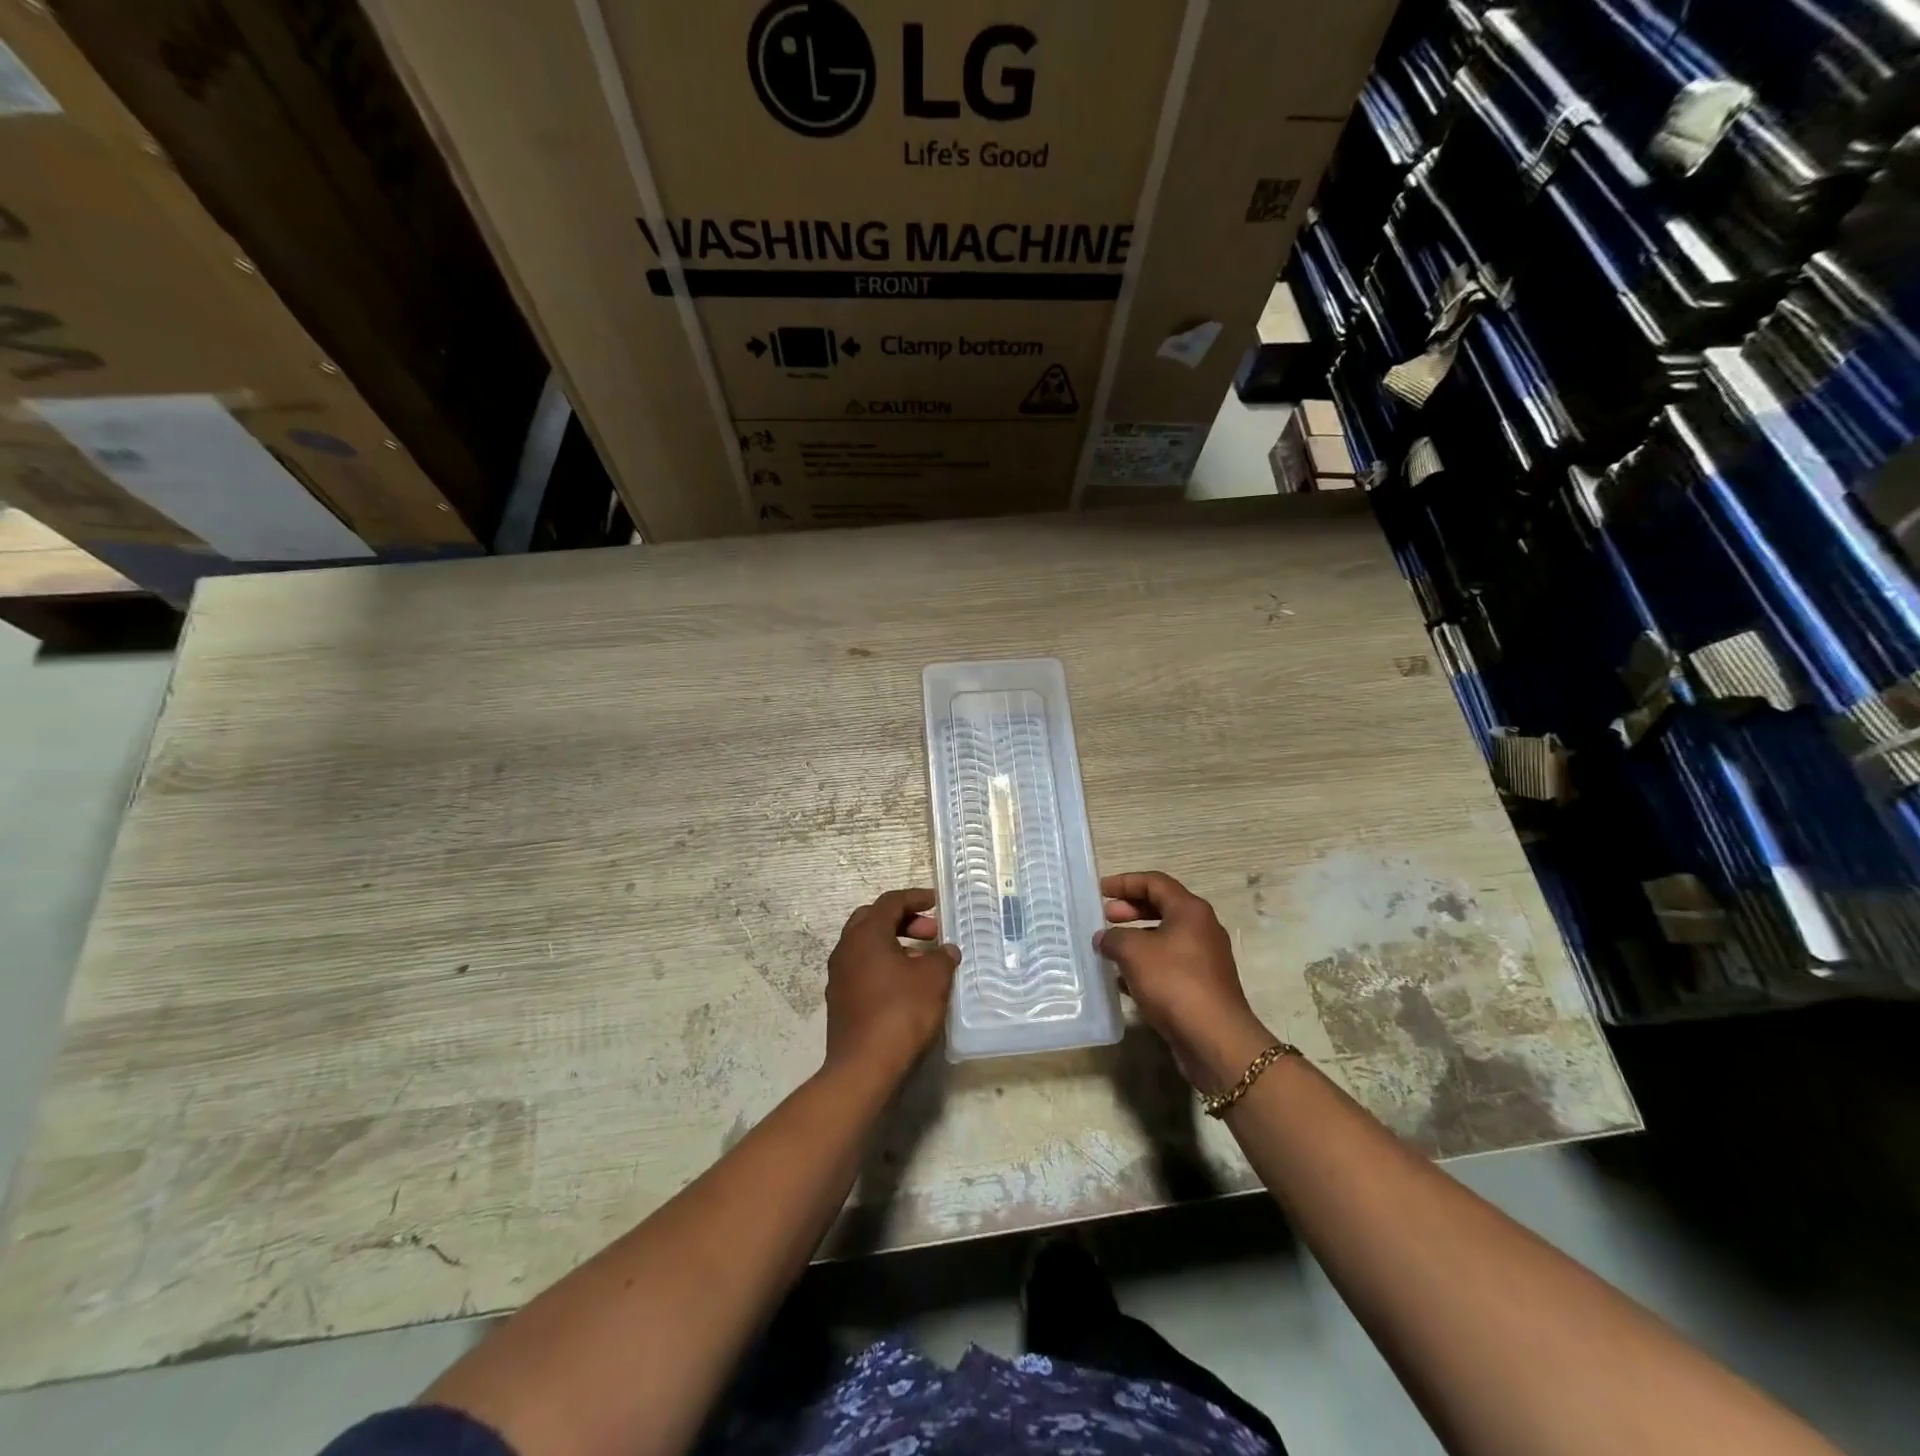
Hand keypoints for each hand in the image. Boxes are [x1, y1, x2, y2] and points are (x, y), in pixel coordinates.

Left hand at [824, 888, 959, 1081]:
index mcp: (865, 934)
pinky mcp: (840, 1000)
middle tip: (930, 933)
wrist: (864, 1067)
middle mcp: (846, 948)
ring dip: (895, 944)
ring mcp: (839, 976)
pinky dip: (885, 965)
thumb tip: (946, 951)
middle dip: (903, 920)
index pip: (890, 902)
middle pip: (873, 920)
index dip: (915, 898)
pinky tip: (906, 984)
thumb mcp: (933, 979)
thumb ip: (942, 957)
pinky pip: (863, 969)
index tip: (936, 902)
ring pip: (867, 946)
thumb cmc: (901, 1012)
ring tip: (923, 960)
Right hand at [1097, 871, 1275, 1092]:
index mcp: (1190, 911)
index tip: (1100, 890)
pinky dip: (1144, 966)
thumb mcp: (1133, 952)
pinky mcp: (1201, 986)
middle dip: (1130, 910)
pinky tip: (1122, 981)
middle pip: (1161, 908)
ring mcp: (1204, 959)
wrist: (1214, 1038)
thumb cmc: (1173, 982)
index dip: (1125, 882)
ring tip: (1109, 949)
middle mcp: (1201, 929)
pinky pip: (1168, 965)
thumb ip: (1114, 938)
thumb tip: (1103, 938)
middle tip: (1105, 917)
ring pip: (1163, 938)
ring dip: (1135, 940)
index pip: (1155, 882)